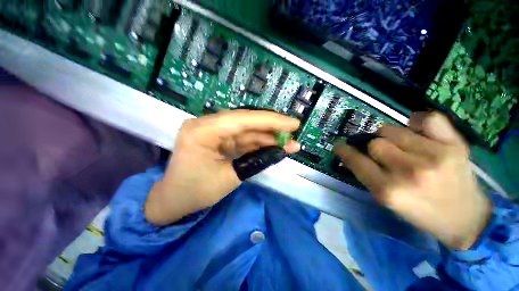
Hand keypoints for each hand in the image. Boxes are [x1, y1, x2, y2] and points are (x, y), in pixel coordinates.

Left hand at [145, 110, 300, 225]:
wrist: (173, 200)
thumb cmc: (195, 192)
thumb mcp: (230, 178)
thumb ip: (257, 161)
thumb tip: (281, 151)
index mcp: (202, 131)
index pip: (242, 119)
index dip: (270, 120)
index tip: (293, 123)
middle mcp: (206, 124)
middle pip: (246, 121)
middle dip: (271, 127)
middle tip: (293, 131)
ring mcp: (213, 130)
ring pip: (246, 129)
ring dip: (267, 136)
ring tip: (288, 143)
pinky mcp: (219, 138)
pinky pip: (242, 138)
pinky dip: (258, 142)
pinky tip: (274, 146)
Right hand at [334, 112, 492, 249]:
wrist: (466, 218)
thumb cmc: (421, 212)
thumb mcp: (386, 201)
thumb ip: (367, 175)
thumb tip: (353, 152)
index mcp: (389, 190)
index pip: (356, 161)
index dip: (344, 150)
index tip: (340, 146)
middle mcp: (410, 172)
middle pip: (375, 143)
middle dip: (374, 147)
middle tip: (384, 155)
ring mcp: (435, 155)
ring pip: (393, 130)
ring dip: (391, 136)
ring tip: (403, 146)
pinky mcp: (455, 144)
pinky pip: (427, 118)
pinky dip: (418, 121)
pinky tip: (418, 131)